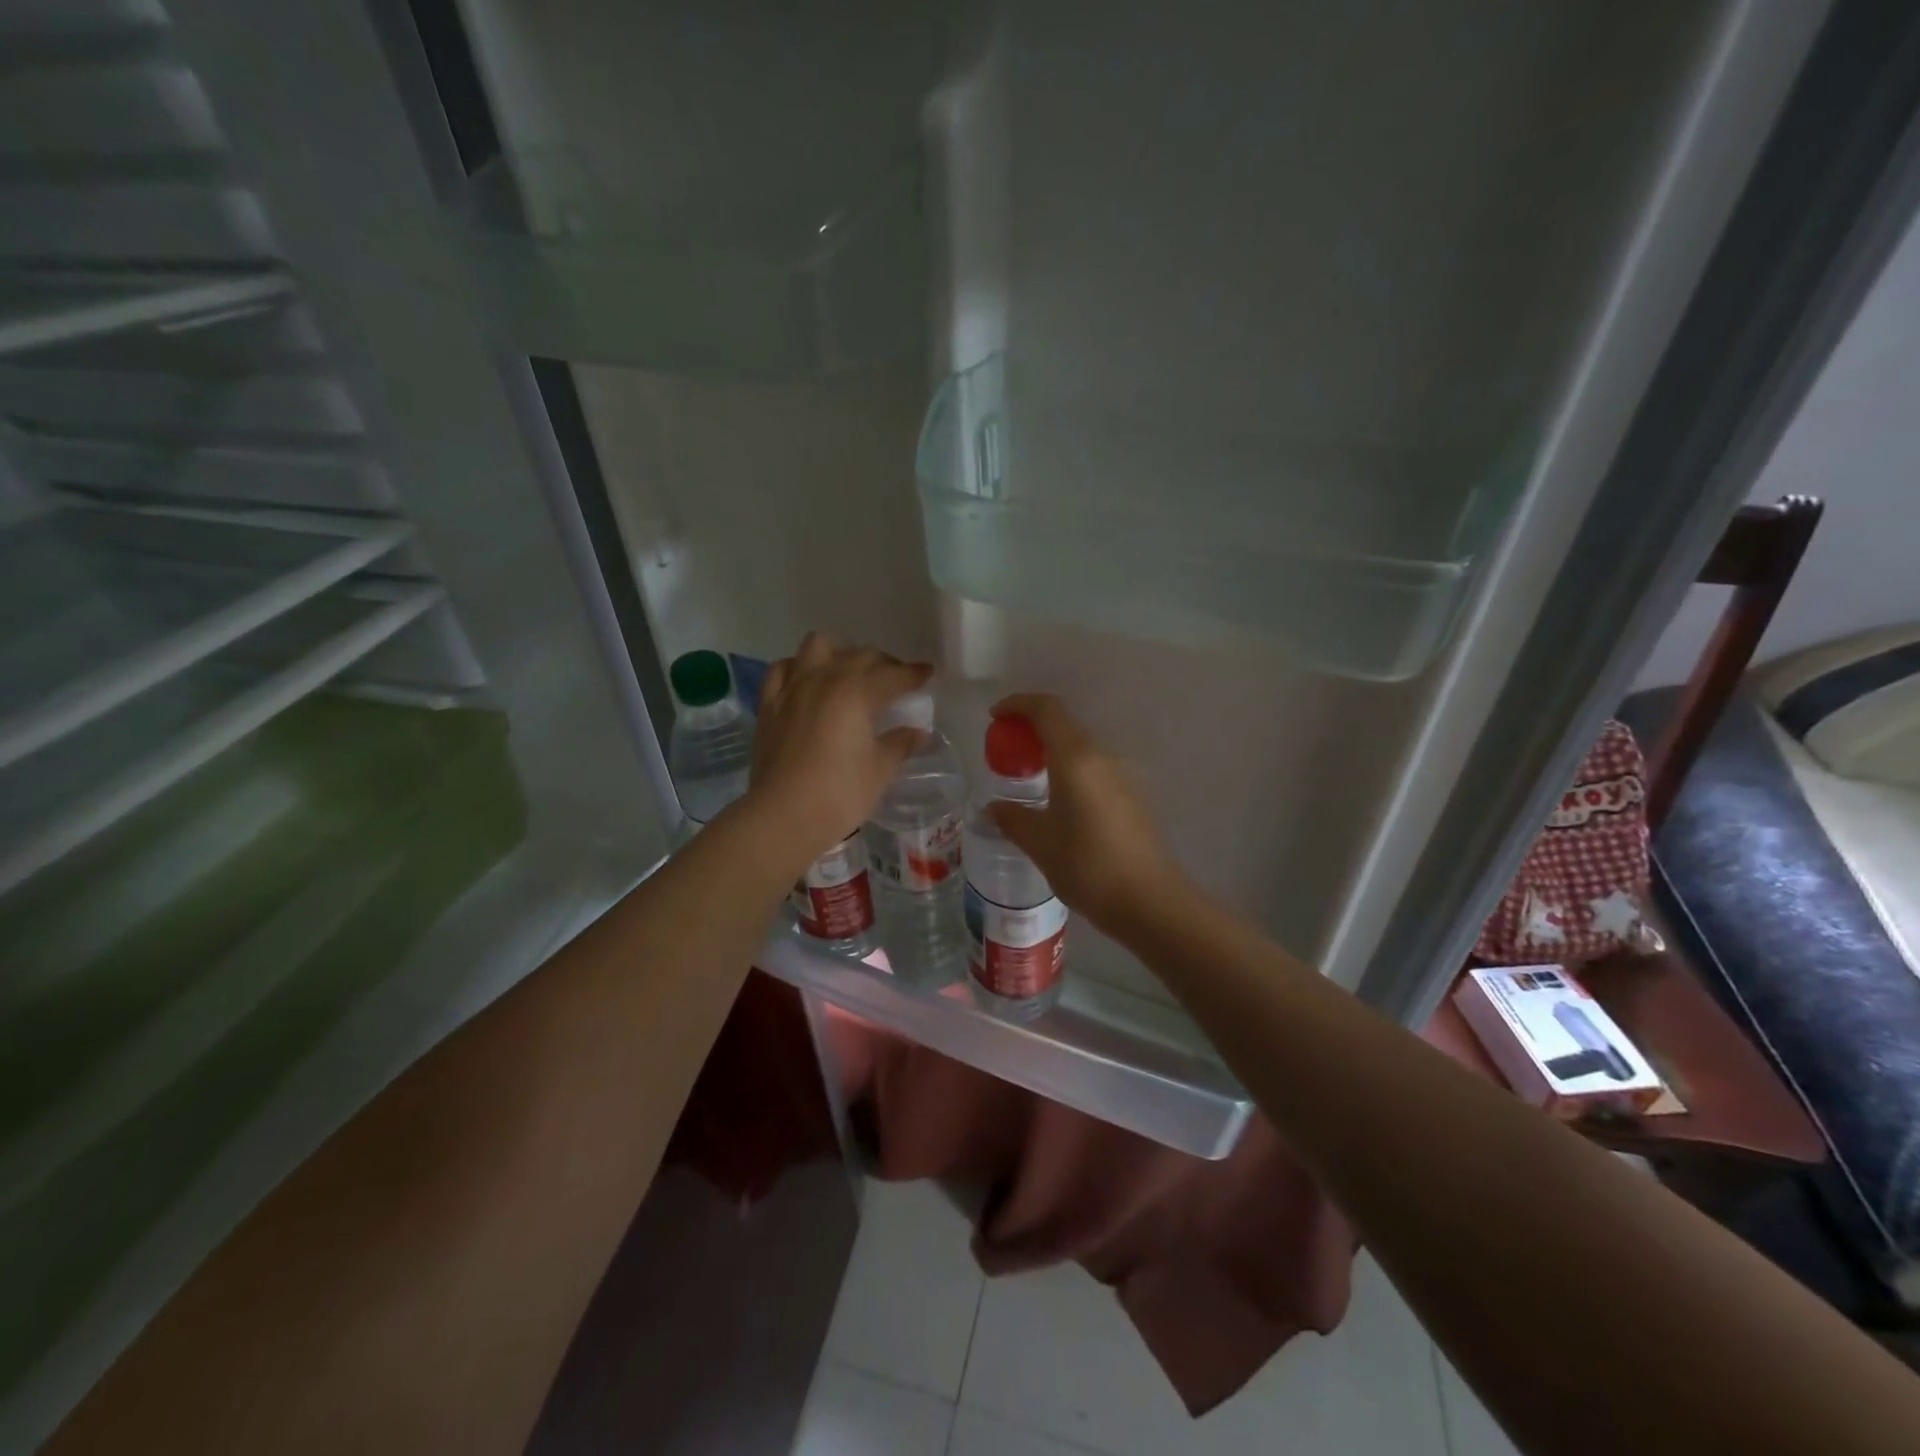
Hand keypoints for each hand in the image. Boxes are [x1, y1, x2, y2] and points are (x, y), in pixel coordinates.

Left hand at [744, 633, 932, 871]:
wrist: (783, 815)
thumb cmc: (840, 794)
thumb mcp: (880, 770)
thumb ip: (901, 745)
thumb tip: (919, 733)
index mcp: (858, 692)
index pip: (895, 675)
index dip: (915, 674)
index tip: (928, 674)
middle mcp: (826, 679)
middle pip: (861, 655)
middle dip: (884, 663)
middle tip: (896, 681)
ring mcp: (793, 687)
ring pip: (818, 646)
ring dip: (839, 653)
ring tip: (849, 673)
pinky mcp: (769, 703)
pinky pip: (783, 668)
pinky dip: (799, 668)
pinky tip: (807, 682)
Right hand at [985, 693, 1187, 934]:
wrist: (1149, 901)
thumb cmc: (1088, 866)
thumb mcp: (1039, 842)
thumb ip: (1012, 818)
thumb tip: (992, 809)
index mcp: (1076, 758)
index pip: (1047, 709)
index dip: (1018, 704)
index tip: (995, 717)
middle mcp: (1102, 757)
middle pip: (1065, 725)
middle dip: (1032, 728)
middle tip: (1006, 750)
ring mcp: (1123, 775)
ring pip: (1082, 747)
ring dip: (1053, 751)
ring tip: (1030, 776)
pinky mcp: (1133, 796)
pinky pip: (1095, 768)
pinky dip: (1071, 769)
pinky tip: (1059, 800)